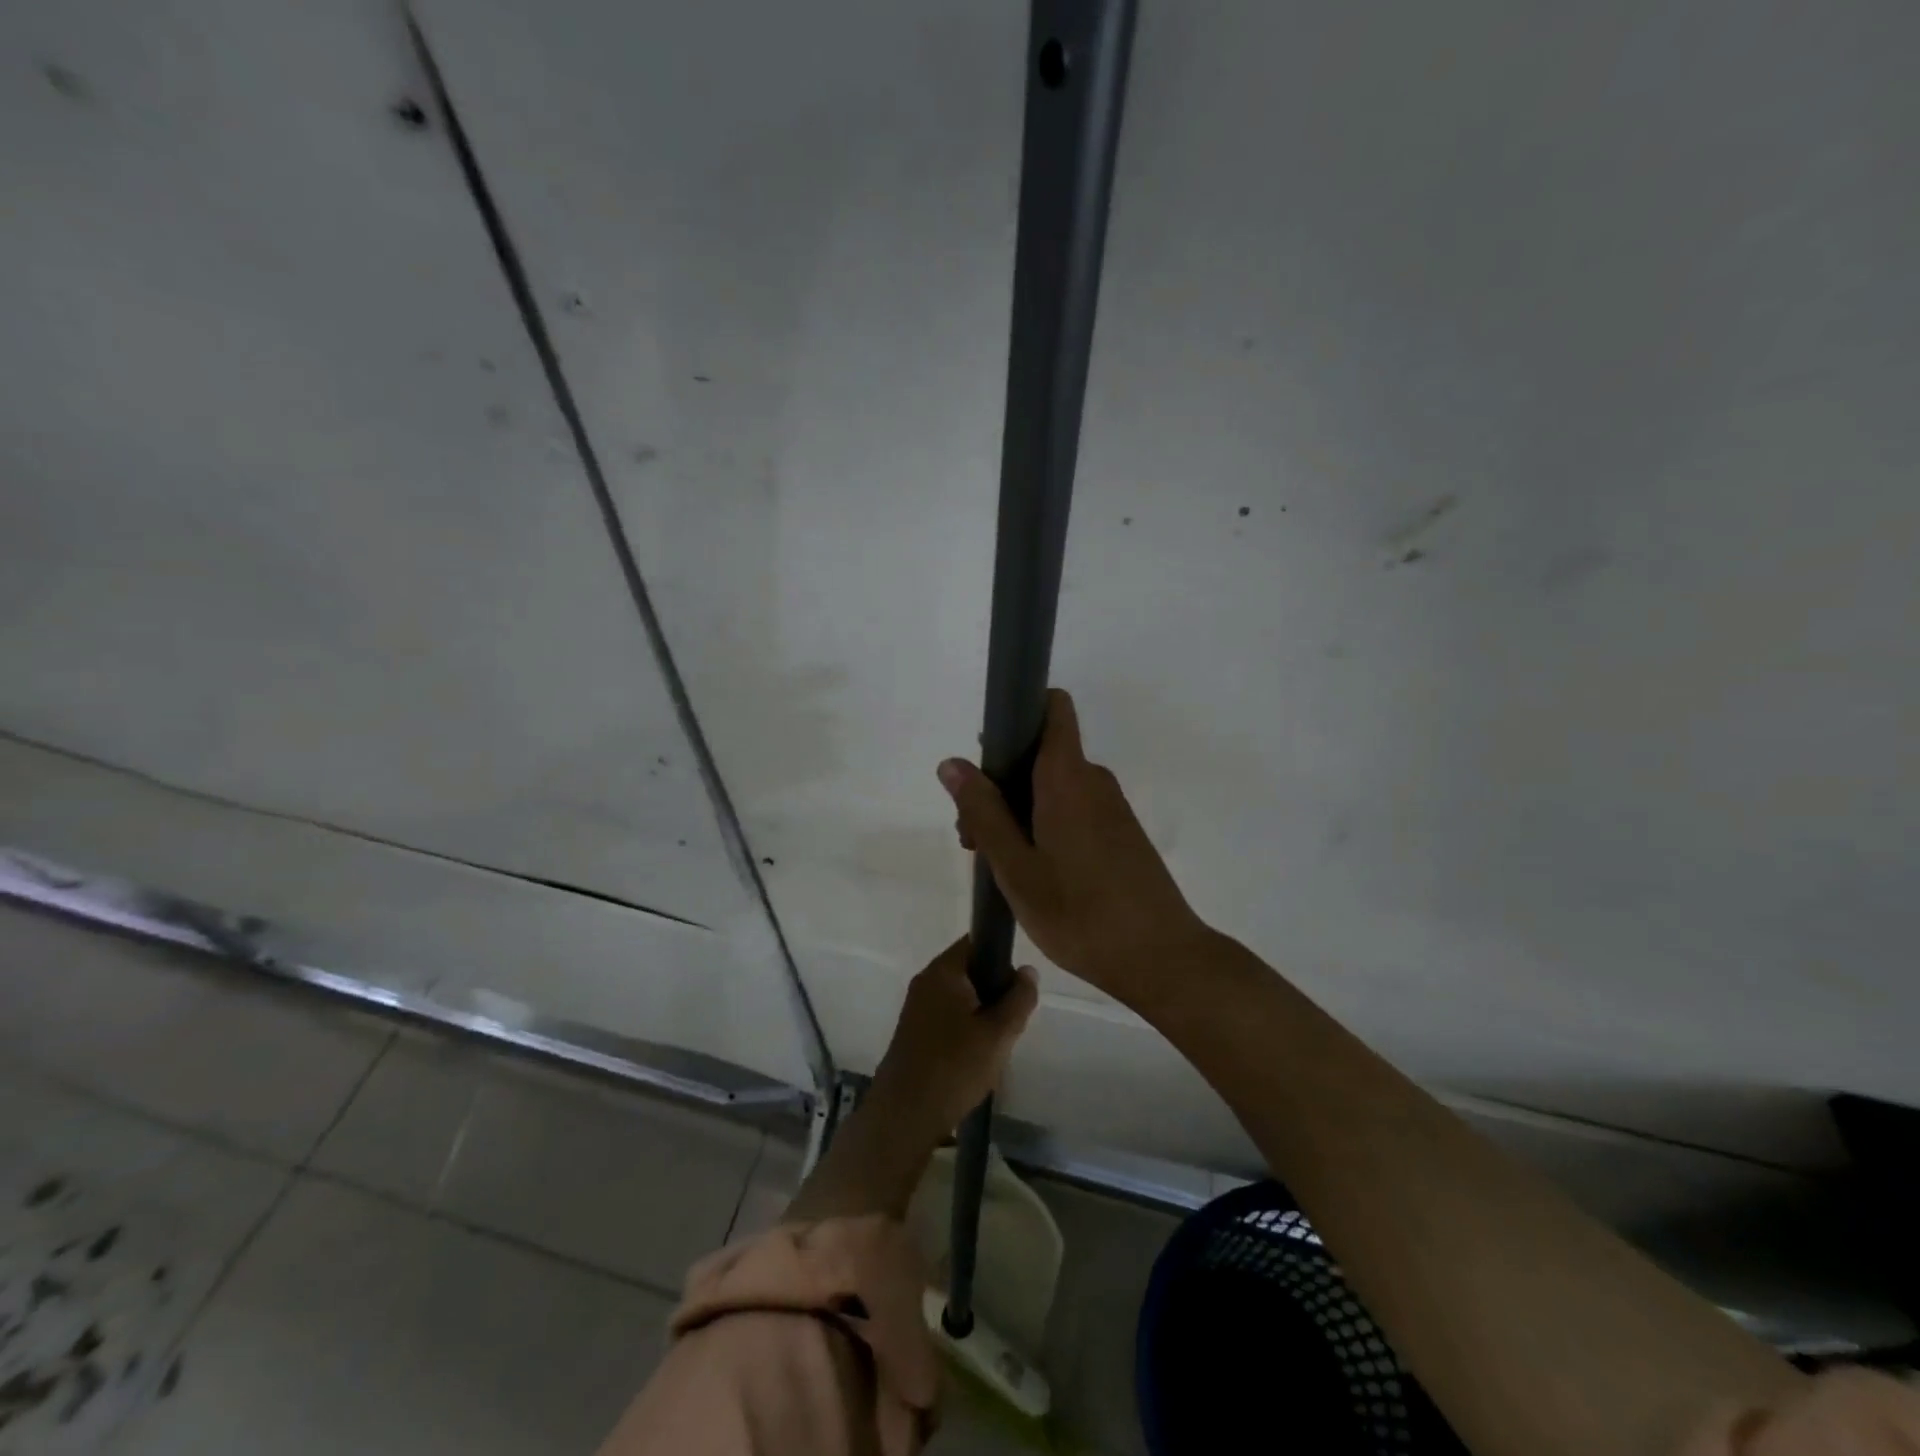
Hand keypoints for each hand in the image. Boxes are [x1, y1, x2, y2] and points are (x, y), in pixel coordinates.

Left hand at [870, 938, 1038, 1133]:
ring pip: (961, 997)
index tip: (1018, 987)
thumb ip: (1018, 998)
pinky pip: (948, 1016)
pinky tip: (976, 1058)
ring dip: (981, 1014)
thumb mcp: (998, 1033)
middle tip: (1011, 1022)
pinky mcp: (914, 1031)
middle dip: (994, 992)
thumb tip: (1027, 971)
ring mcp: (916, 1006)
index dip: (1002, 957)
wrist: (905, 1115)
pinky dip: (965, 1029)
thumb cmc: (955, 1067)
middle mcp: (926, 981)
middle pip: (970, 970)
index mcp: (943, 971)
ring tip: (996, 1044)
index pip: (977, 942)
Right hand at [938, 688, 1212, 1007]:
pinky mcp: (1119, 833)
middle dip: (1001, 781)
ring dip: (1018, 809)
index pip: (1052, 707)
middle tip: (975, 837)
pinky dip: (1044, 824)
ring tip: (999, 864)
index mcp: (1068, 777)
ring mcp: (1110, 807)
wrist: (1161, 959)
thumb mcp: (1016, 867)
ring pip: (1053, 785)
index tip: (986, 755)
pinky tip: (1033, 872)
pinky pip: (1072, 808)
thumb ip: (983, 811)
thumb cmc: (1079, 913)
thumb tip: (953, 763)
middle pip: (1041, 752)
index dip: (1017, 714)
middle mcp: (1093, 780)